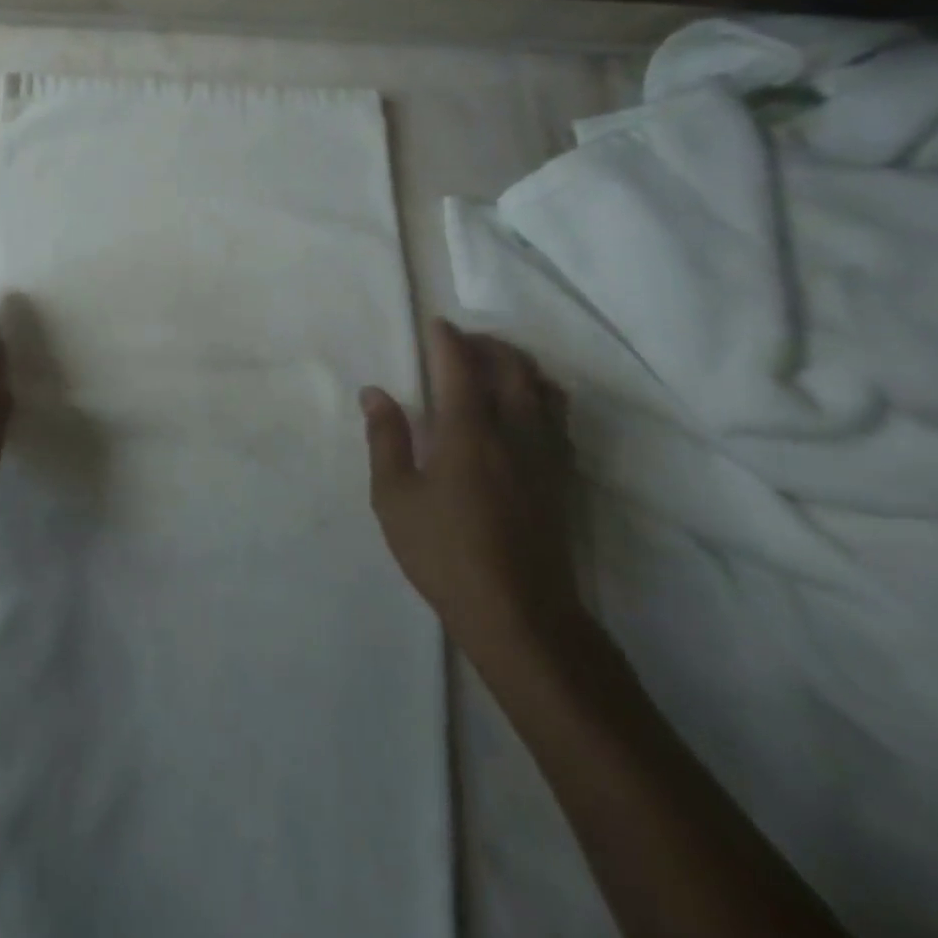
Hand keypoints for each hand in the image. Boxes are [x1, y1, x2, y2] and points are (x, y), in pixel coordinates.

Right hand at [361, 319, 580, 663]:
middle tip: (462, 340)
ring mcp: (545, 455)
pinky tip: (525, 409)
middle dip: (487, 344)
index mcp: (468, 432)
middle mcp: (514, 431)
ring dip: (519, 365)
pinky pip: (558, 417)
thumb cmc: (444, 553)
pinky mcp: (562, 479)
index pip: (461, 366)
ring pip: (543, 389)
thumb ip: (386, 439)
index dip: (447, 339)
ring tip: (495, 365)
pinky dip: (541, 395)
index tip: (435, 323)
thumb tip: (375, 393)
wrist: (520, 614)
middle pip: (512, 367)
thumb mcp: (395, 498)